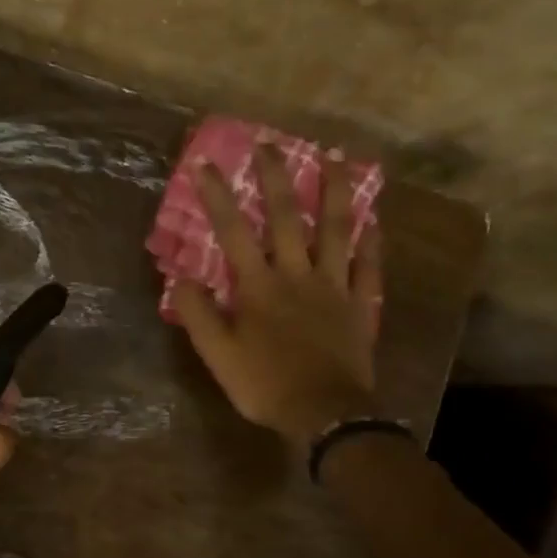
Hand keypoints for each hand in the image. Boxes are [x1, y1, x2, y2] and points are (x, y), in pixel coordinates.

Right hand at [171, 144, 383, 450]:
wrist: (324, 413)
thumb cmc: (265, 385)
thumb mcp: (218, 355)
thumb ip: (199, 314)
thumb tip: (182, 278)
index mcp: (259, 286)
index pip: (233, 231)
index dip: (217, 196)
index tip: (205, 163)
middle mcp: (297, 275)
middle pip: (287, 217)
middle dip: (275, 178)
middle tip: (269, 144)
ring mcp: (334, 287)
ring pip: (337, 230)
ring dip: (334, 191)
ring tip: (334, 157)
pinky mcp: (360, 305)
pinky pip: (368, 267)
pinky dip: (372, 242)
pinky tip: (374, 220)